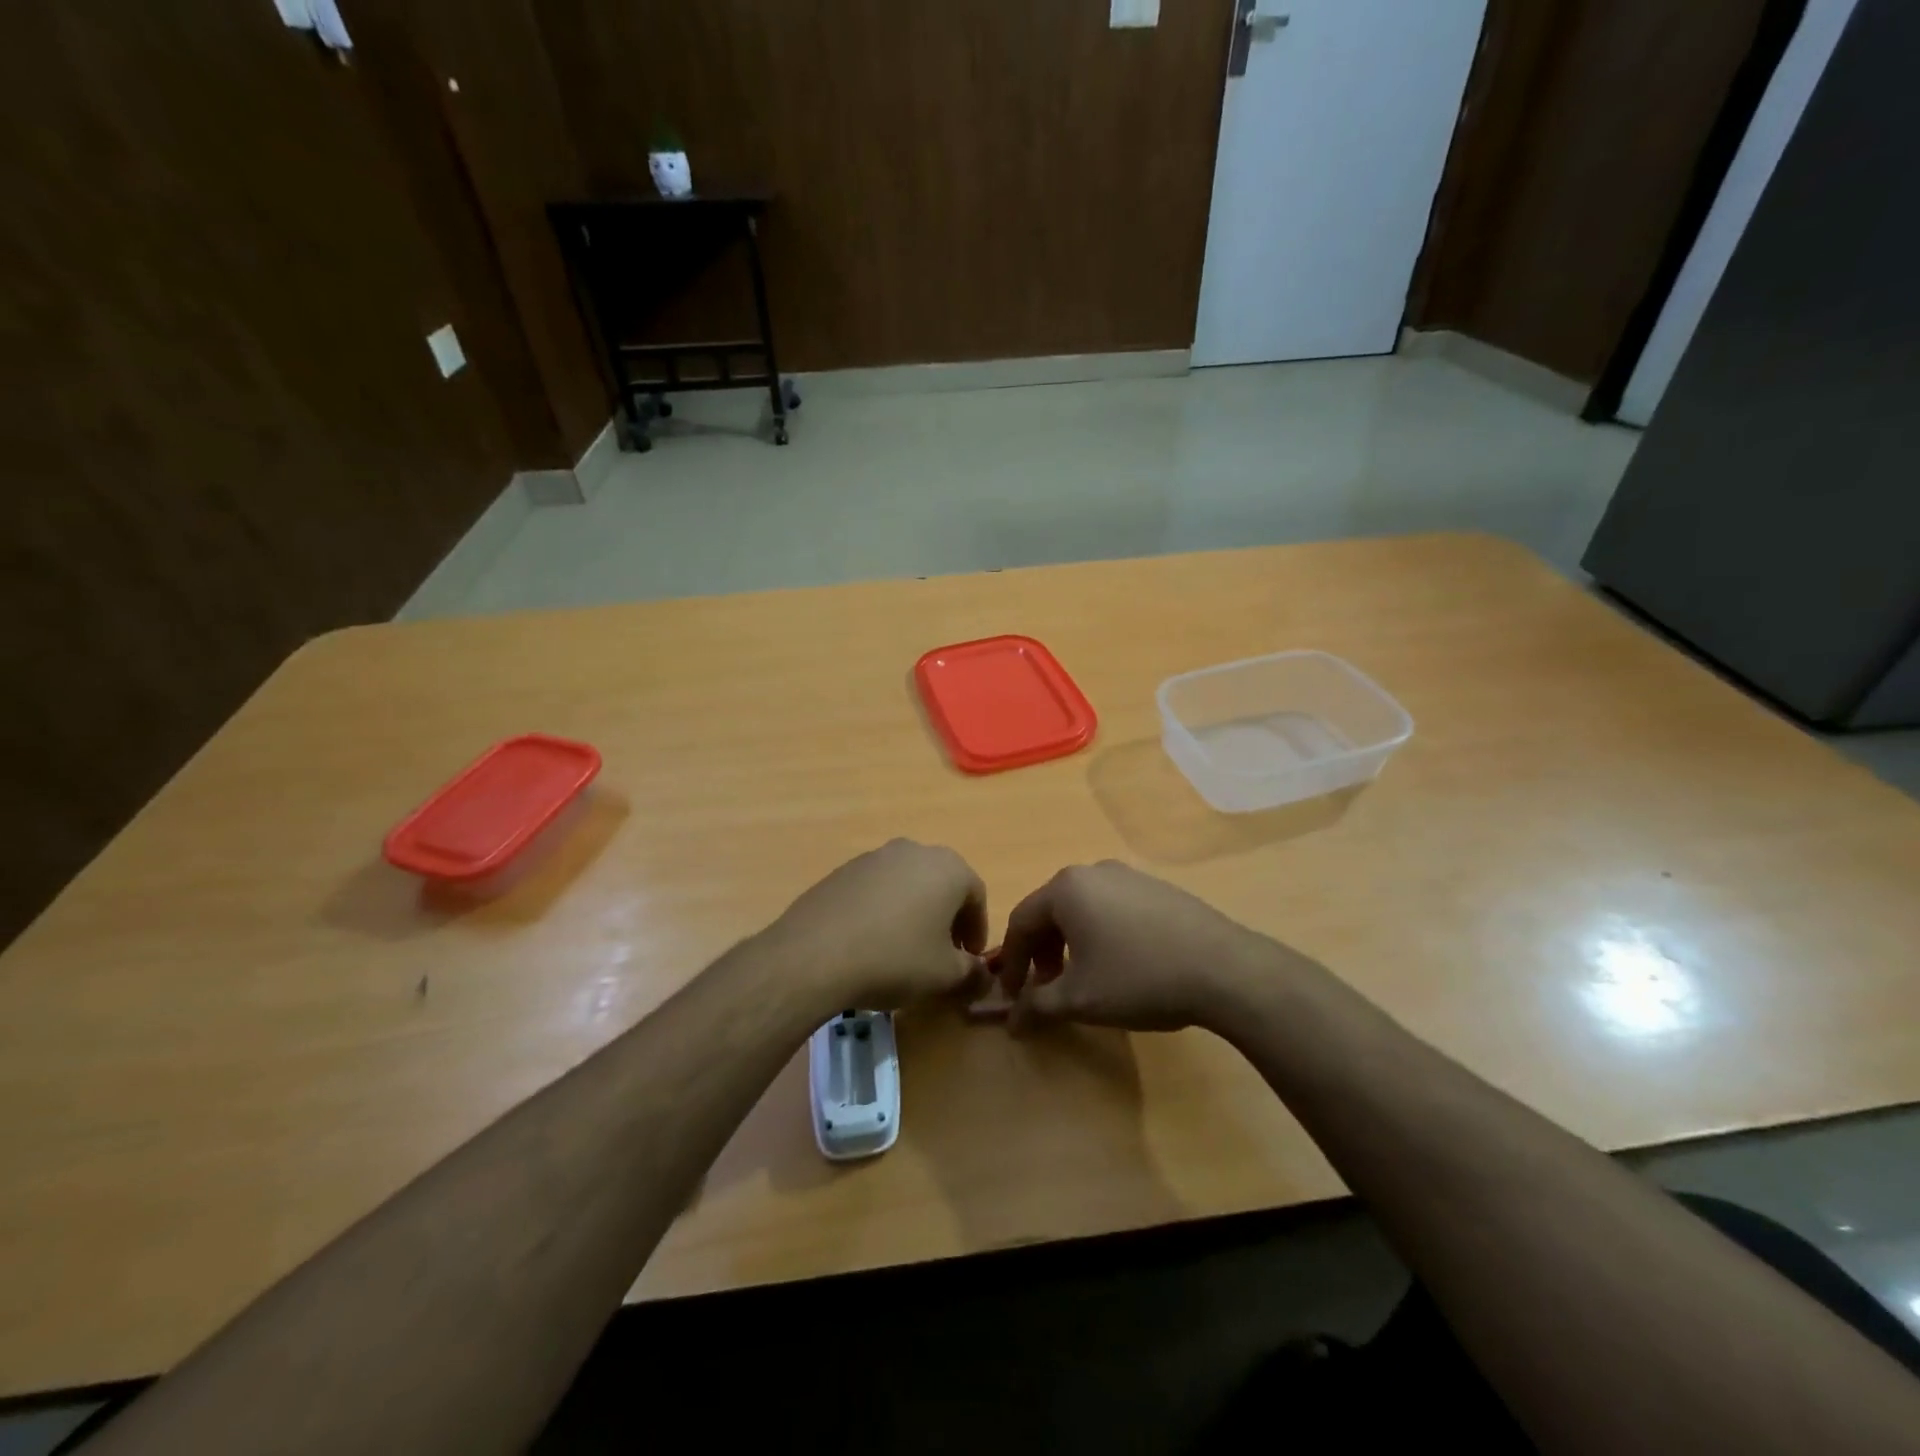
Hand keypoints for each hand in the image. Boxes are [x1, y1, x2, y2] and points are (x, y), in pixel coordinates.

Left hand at [766, 840, 988, 1010]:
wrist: (815, 954)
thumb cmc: (895, 959)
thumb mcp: (945, 976)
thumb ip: (972, 972)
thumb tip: (981, 974)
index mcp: (948, 867)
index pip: (977, 895)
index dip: (977, 929)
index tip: (970, 958)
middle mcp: (914, 851)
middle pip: (942, 884)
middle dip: (947, 918)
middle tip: (942, 953)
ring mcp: (875, 857)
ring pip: (908, 884)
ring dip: (914, 912)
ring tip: (905, 949)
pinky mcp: (843, 870)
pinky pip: (876, 889)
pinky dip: (883, 911)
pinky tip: (871, 942)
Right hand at [996, 861, 1290, 1033]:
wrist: (1224, 969)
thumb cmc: (1138, 978)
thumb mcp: (1080, 999)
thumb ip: (1037, 1006)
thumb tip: (1011, 1021)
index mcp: (1066, 888)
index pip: (1021, 922)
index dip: (1012, 962)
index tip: (1013, 996)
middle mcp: (1093, 871)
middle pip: (1051, 911)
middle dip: (1043, 953)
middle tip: (1048, 989)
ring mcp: (1130, 876)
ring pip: (1083, 909)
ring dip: (1072, 944)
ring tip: (1084, 979)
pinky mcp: (1158, 889)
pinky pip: (1113, 908)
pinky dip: (1102, 934)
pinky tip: (1122, 965)